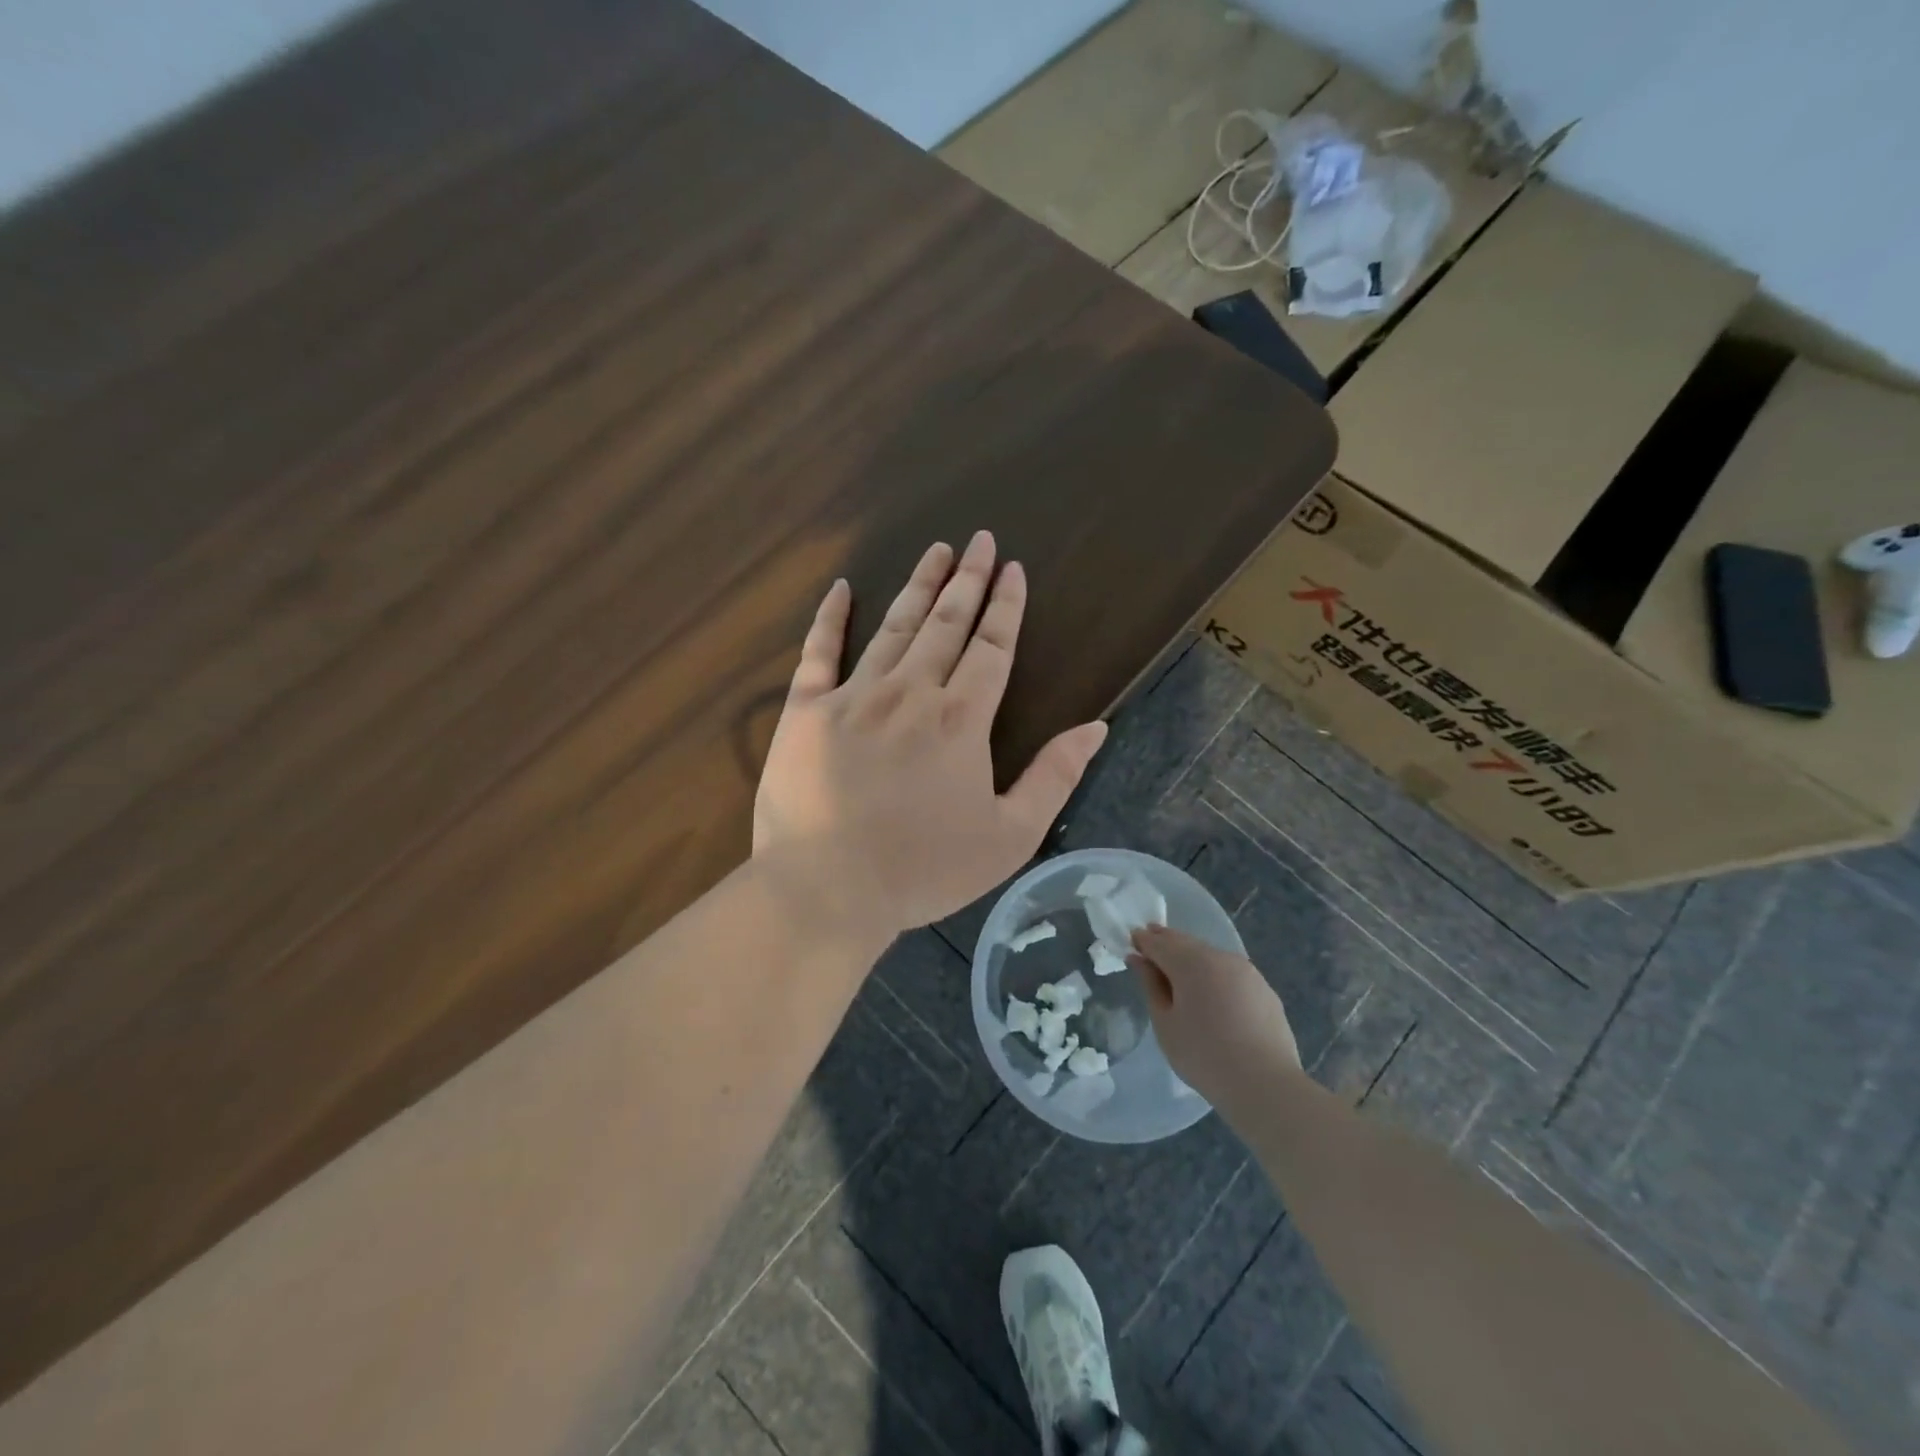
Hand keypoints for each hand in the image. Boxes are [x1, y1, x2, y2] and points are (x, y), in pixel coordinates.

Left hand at [754, 531, 1108, 941]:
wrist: (828, 888)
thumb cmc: (924, 869)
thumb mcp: (1010, 836)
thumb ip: (1054, 777)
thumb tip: (1096, 726)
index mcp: (960, 720)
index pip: (992, 648)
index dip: (1006, 607)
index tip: (1013, 569)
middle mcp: (910, 692)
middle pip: (946, 624)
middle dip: (968, 580)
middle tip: (980, 540)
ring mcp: (853, 696)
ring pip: (893, 627)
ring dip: (917, 585)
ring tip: (936, 550)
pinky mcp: (806, 711)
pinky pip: (819, 652)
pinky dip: (830, 618)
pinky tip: (841, 588)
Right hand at [1130, 925, 1301, 1111]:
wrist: (1266, 1085)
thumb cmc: (1204, 1056)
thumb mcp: (1165, 1023)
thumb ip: (1150, 985)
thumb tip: (1138, 958)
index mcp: (1192, 963)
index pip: (1159, 942)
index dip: (1143, 941)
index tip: (1131, 943)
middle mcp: (1220, 957)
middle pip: (1186, 943)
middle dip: (1166, 943)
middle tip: (1150, 949)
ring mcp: (1246, 971)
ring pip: (1210, 955)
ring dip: (1191, 957)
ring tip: (1179, 972)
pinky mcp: (1264, 988)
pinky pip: (1230, 972)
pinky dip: (1214, 973)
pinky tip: (1212, 992)